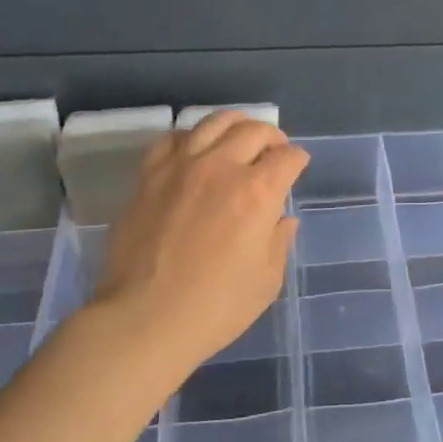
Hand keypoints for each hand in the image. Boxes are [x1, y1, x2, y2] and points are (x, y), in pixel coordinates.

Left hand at [97, 110, 308, 390]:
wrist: (144, 319)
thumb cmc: (216, 307)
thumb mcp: (267, 280)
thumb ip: (279, 241)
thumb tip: (282, 219)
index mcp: (258, 192)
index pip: (288, 157)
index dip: (298, 160)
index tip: (297, 167)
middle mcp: (222, 167)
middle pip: (255, 130)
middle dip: (272, 137)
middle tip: (273, 151)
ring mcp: (181, 167)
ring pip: (214, 122)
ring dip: (235, 124)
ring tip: (238, 137)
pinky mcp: (150, 175)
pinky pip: (172, 139)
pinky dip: (190, 137)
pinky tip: (194, 151)